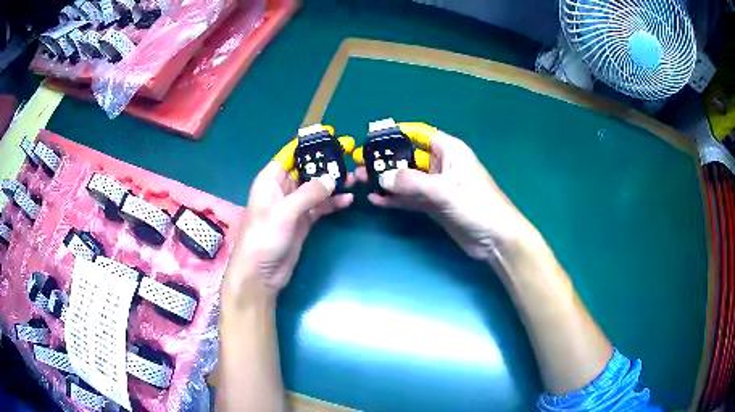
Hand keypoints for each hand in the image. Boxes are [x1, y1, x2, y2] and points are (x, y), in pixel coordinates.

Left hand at [225, 129, 354, 298]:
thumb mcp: (285, 212)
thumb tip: (333, 178)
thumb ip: (309, 193)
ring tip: (354, 178)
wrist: (261, 274)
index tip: (331, 135)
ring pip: (316, 188)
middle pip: (307, 169)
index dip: (309, 144)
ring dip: (333, 183)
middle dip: (326, 163)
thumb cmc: (264, 238)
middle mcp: (283, 189)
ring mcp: (294, 206)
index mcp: (271, 180)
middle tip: (350, 155)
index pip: (291, 154)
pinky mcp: (303, 221)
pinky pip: (320, 207)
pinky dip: (333, 203)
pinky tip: (348, 200)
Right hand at [354, 122, 534, 261]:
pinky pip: (411, 198)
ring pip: (408, 179)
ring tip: (361, 181)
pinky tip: (376, 200)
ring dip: (387, 181)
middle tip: (360, 164)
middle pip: (410, 157)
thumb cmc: (476, 205)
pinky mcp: (435, 205)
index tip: (374, 137)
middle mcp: (442, 165)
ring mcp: (437, 187)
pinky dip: (395, 199)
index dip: (398, 133)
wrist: (495, 240)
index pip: (420, 134)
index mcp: (450, 151)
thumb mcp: (444, 190)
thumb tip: (382, 177)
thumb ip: (412, 182)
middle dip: (386, 160)